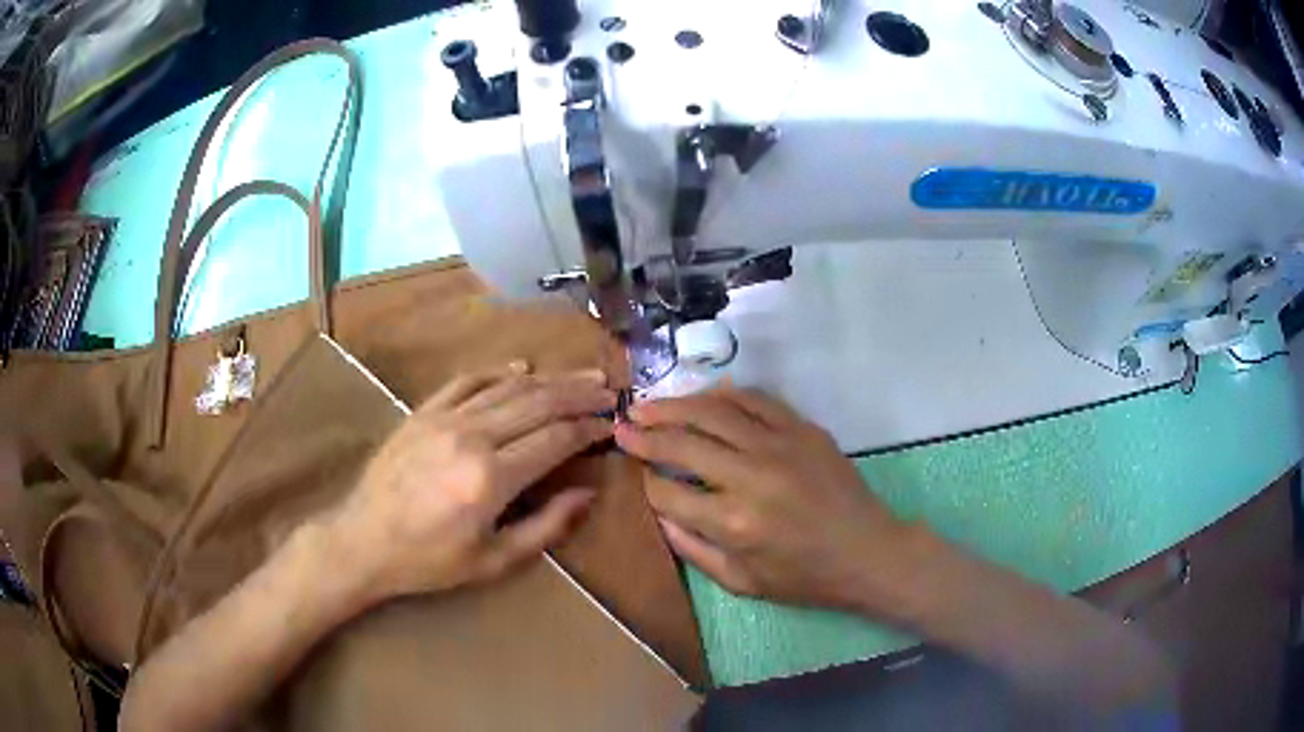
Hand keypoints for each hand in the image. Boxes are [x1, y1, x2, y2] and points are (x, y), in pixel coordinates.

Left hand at [325, 362, 615, 608]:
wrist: (362, 541)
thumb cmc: (429, 561)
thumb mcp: (494, 562)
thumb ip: (546, 527)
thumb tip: (587, 494)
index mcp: (491, 478)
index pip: (556, 438)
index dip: (590, 428)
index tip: (612, 424)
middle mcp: (471, 437)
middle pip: (539, 402)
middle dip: (580, 394)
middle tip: (610, 390)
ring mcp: (444, 418)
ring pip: (508, 386)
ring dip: (550, 378)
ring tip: (581, 376)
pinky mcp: (423, 412)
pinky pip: (468, 380)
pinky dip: (499, 371)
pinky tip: (521, 368)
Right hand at [615, 388, 911, 611]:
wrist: (868, 552)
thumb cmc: (805, 578)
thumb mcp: (742, 582)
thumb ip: (693, 549)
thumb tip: (659, 511)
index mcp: (733, 523)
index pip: (668, 492)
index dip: (646, 482)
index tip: (637, 474)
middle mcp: (751, 477)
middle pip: (683, 443)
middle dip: (645, 434)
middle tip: (623, 425)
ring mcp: (779, 446)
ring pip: (714, 411)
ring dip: (675, 405)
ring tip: (649, 404)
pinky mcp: (803, 429)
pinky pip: (756, 399)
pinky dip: (725, 394)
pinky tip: (704, 396)